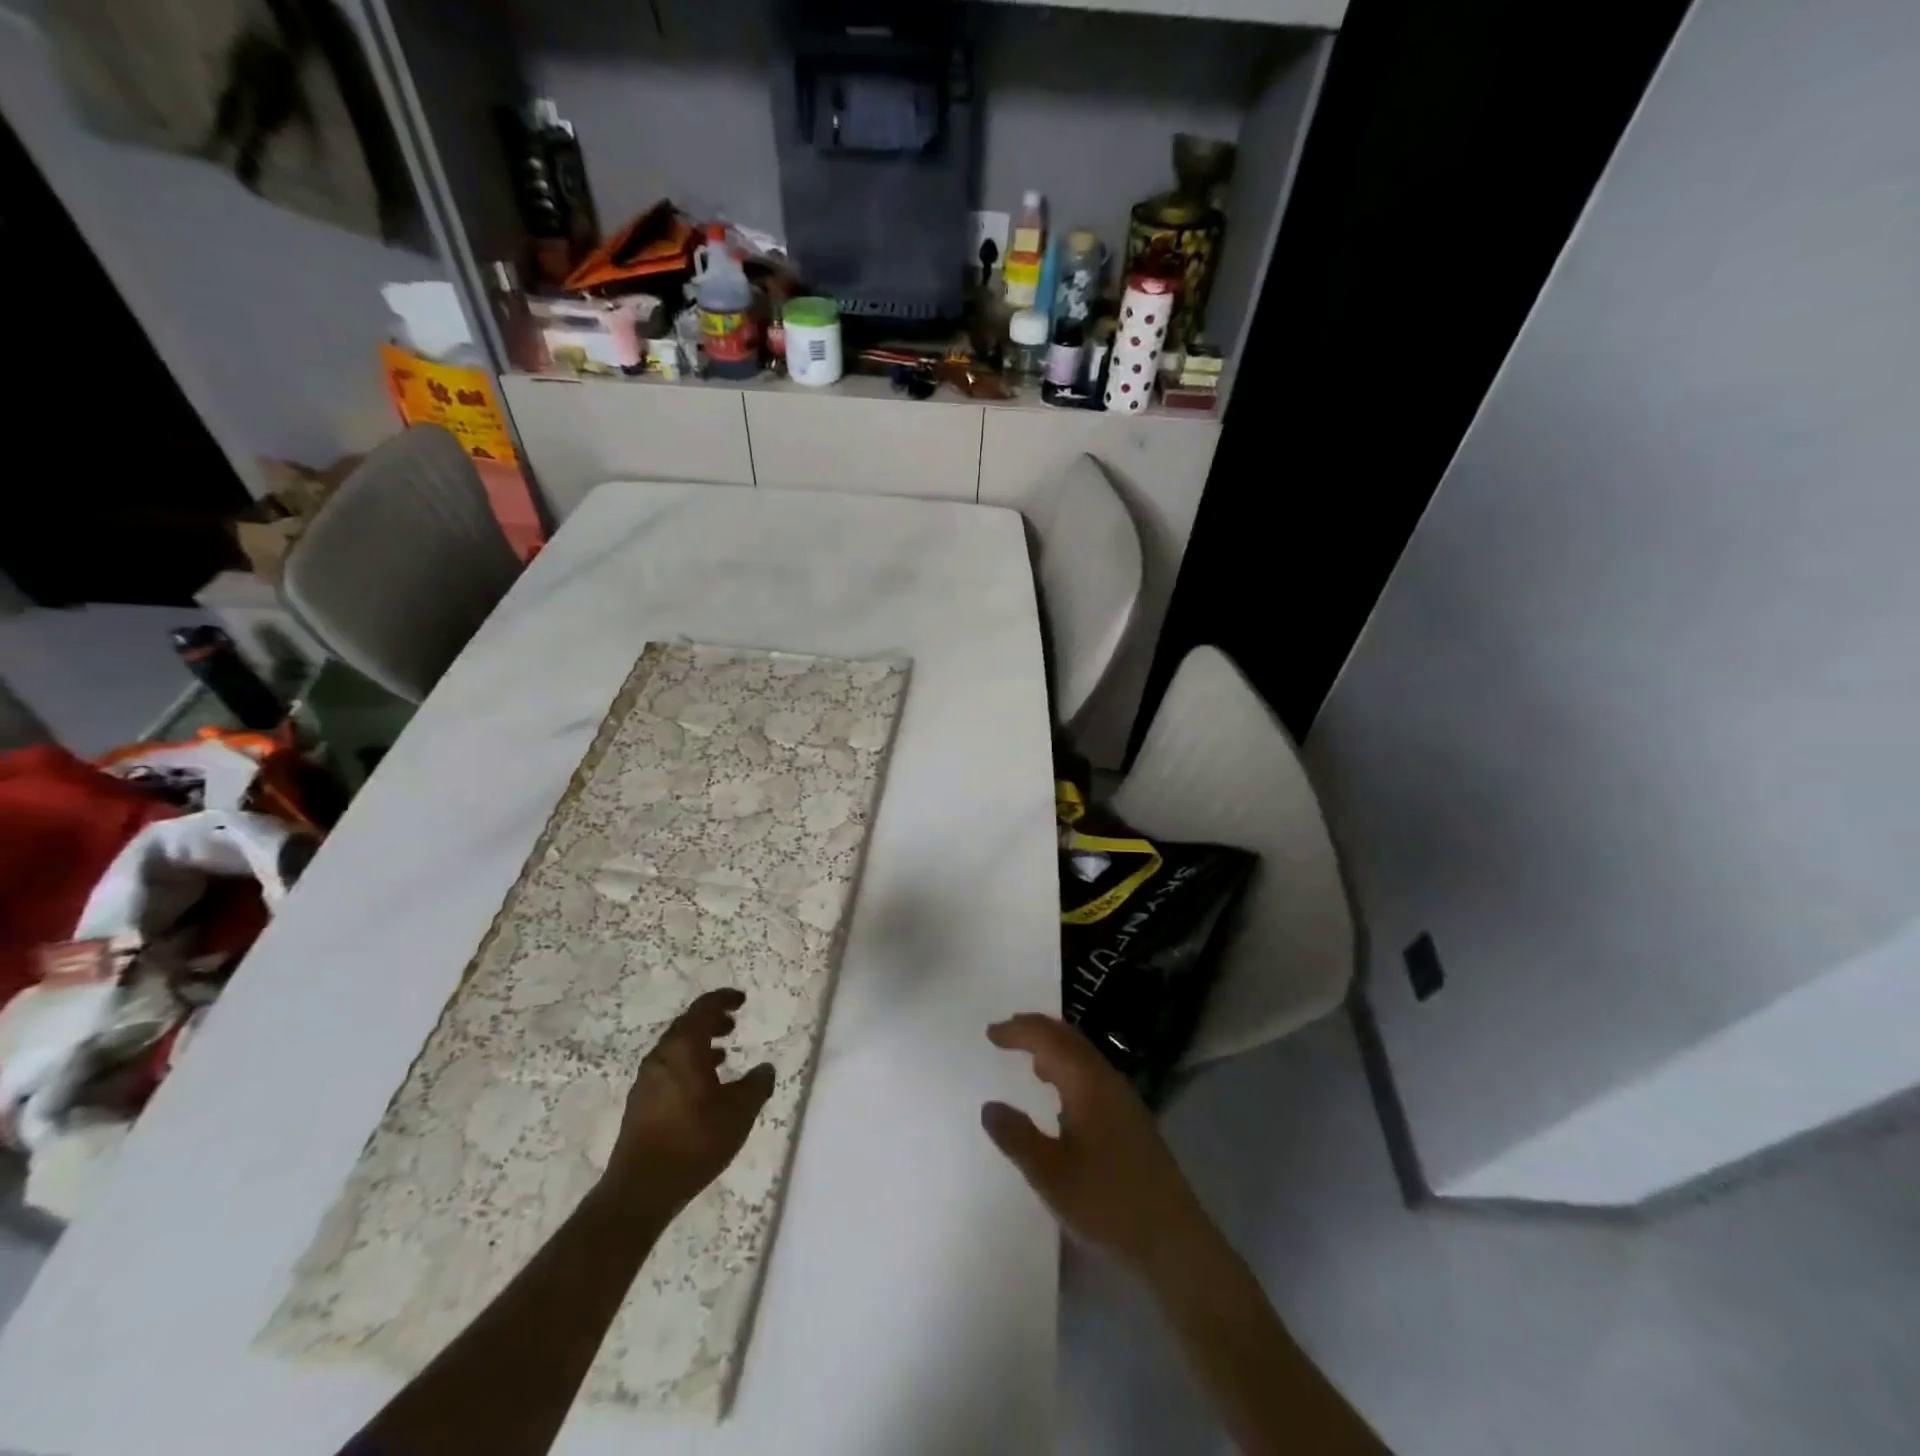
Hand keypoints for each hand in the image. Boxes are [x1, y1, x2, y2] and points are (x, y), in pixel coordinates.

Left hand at [602, 989, 774, 1219]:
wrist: (640, 1191)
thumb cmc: (693, 1141)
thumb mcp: (739, 1112)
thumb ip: (756, 1085)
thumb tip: (764, 1069)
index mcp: (683, 1048)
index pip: (703, 1009)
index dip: (723, 1000)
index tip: (741, 1000)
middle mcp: (660, 1057)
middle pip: (686, 1026)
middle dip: (710, 1021)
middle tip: (732, 1024)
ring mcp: (646, 1081)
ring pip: (675, 1049)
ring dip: (699, 1045)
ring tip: (722, 1055)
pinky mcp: (640, 1105)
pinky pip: (668, 1069)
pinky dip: (688, 1065)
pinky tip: (703, 1088)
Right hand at [982, 1014, 1208, 1278]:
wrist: (1173, 1242)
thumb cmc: (1107, 1204)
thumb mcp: (1050, 1175)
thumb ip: (1016, 1137)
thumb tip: (989, 1107)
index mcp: (1088, 1082)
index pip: (1049, 1038)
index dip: (1018, 1030)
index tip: (990, 1033)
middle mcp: (1108, 1079)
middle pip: (1069, 1037)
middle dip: (1036, 1030)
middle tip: (1005, 1035)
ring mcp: (1124, 1098)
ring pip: (1083, 1055)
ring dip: (1054, 1049)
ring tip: (1028, 1061)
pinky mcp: (1131, 1118)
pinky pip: (1092, 1074)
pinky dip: (1068, 1069)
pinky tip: (1060, 1098)